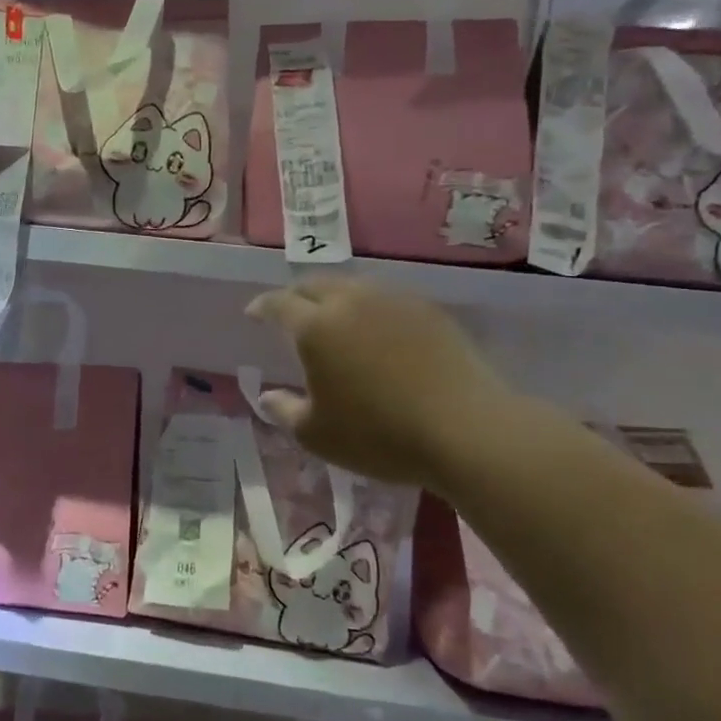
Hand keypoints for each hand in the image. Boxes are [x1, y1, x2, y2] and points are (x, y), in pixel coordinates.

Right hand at [245, 277, 523, 489]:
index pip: (279, 303)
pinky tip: (375, 329)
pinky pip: (385, 298)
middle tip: (290, 312)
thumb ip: (284, 411)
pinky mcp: (428, 310)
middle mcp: (351, 302)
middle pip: (315, 284)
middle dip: (296, 295)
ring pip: (352, 286)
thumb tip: (267, 396)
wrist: (466, 429)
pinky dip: (368, 307)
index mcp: (316, 327)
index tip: (253, 313)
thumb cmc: (380, 435)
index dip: (262, 307)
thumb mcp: (317, 435)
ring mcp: (393, 301)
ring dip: (333, 297)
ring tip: (332, 318)